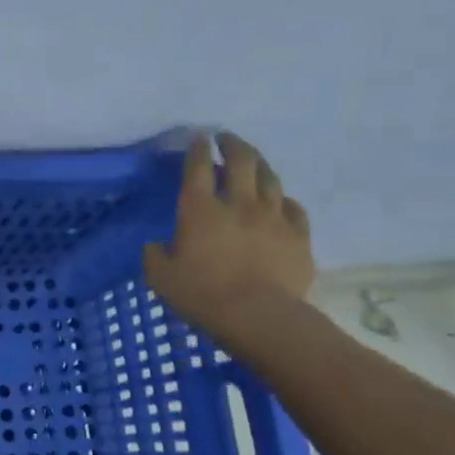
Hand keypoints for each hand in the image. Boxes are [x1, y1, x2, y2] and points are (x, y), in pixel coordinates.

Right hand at [143, 132, 313, 344]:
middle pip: (241, 162)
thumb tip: (158, 244)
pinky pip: (293, 209)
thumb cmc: (202, 295)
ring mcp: (273, 218)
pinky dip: (283, 200)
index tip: (199, 137)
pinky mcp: (299, 236)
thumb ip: (156, 254)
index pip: (197, 168)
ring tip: (253, 159)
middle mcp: (239, 204)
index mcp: (200, 211)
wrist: (259, 317)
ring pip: (270, 179)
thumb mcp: (160, 277)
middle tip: (226, 137)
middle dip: (233, 144)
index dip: (197, 149)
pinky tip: (280, 201)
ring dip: (260, 164)